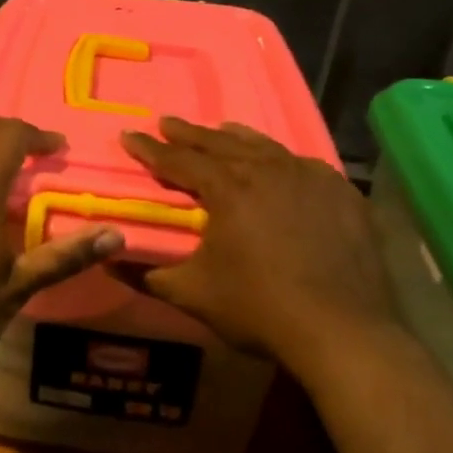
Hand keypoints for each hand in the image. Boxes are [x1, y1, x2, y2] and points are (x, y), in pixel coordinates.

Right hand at [119, 118, 398, 373]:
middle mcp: (268, 171)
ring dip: (235, 138)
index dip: (150, 149)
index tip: (128, 135)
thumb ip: (148, 275)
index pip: (179, 160)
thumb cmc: (259, 308)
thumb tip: (109, 262)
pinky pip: (304, 164)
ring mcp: (310, 178)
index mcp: (228, 189)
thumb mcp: (193, 294)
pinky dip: (281, 159)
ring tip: (219, 129)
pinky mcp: (342, 194)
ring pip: (265, 147)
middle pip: (220, 143)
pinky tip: (280, 163)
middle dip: (188, 133)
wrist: (343, 330)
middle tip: (166, 122)